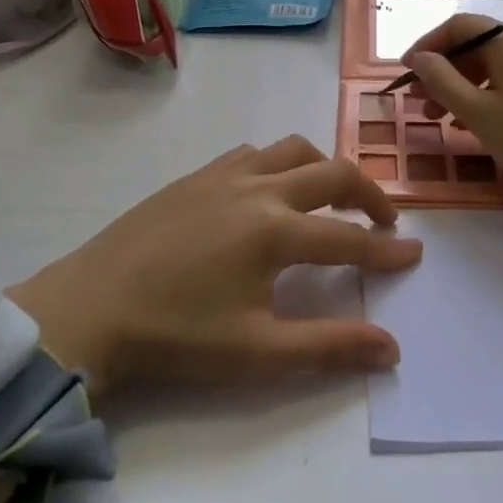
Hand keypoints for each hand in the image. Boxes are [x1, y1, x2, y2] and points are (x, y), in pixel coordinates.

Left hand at [8, 136, 420, 394]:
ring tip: (333, 197)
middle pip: (332, 173)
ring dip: (324, 168)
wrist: (88, 309)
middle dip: (368, 194)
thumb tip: (391, 347)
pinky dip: (279, 163)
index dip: (386, 249)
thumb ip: (329, 346)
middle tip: (385, 220)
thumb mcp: (257, 352)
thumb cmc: (174, 336)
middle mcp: (257, 189)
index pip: (348, 237)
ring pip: (292, 150)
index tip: (414, 254)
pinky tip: (270, 190)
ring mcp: (223, 175)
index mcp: (275, 231)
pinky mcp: (195, 175)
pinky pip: (252, 153)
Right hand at [403, 16, 502, 245]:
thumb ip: (442, 81)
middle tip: (421, 103)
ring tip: (445, 119)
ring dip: (466, 86)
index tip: (405, 72)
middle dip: (446, 71)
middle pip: (479, 45)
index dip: (428, 45)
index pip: (460, 26)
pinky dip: (492, 93)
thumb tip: (419, 57)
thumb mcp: (478, 114)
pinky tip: (479, 123)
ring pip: (498, 64)